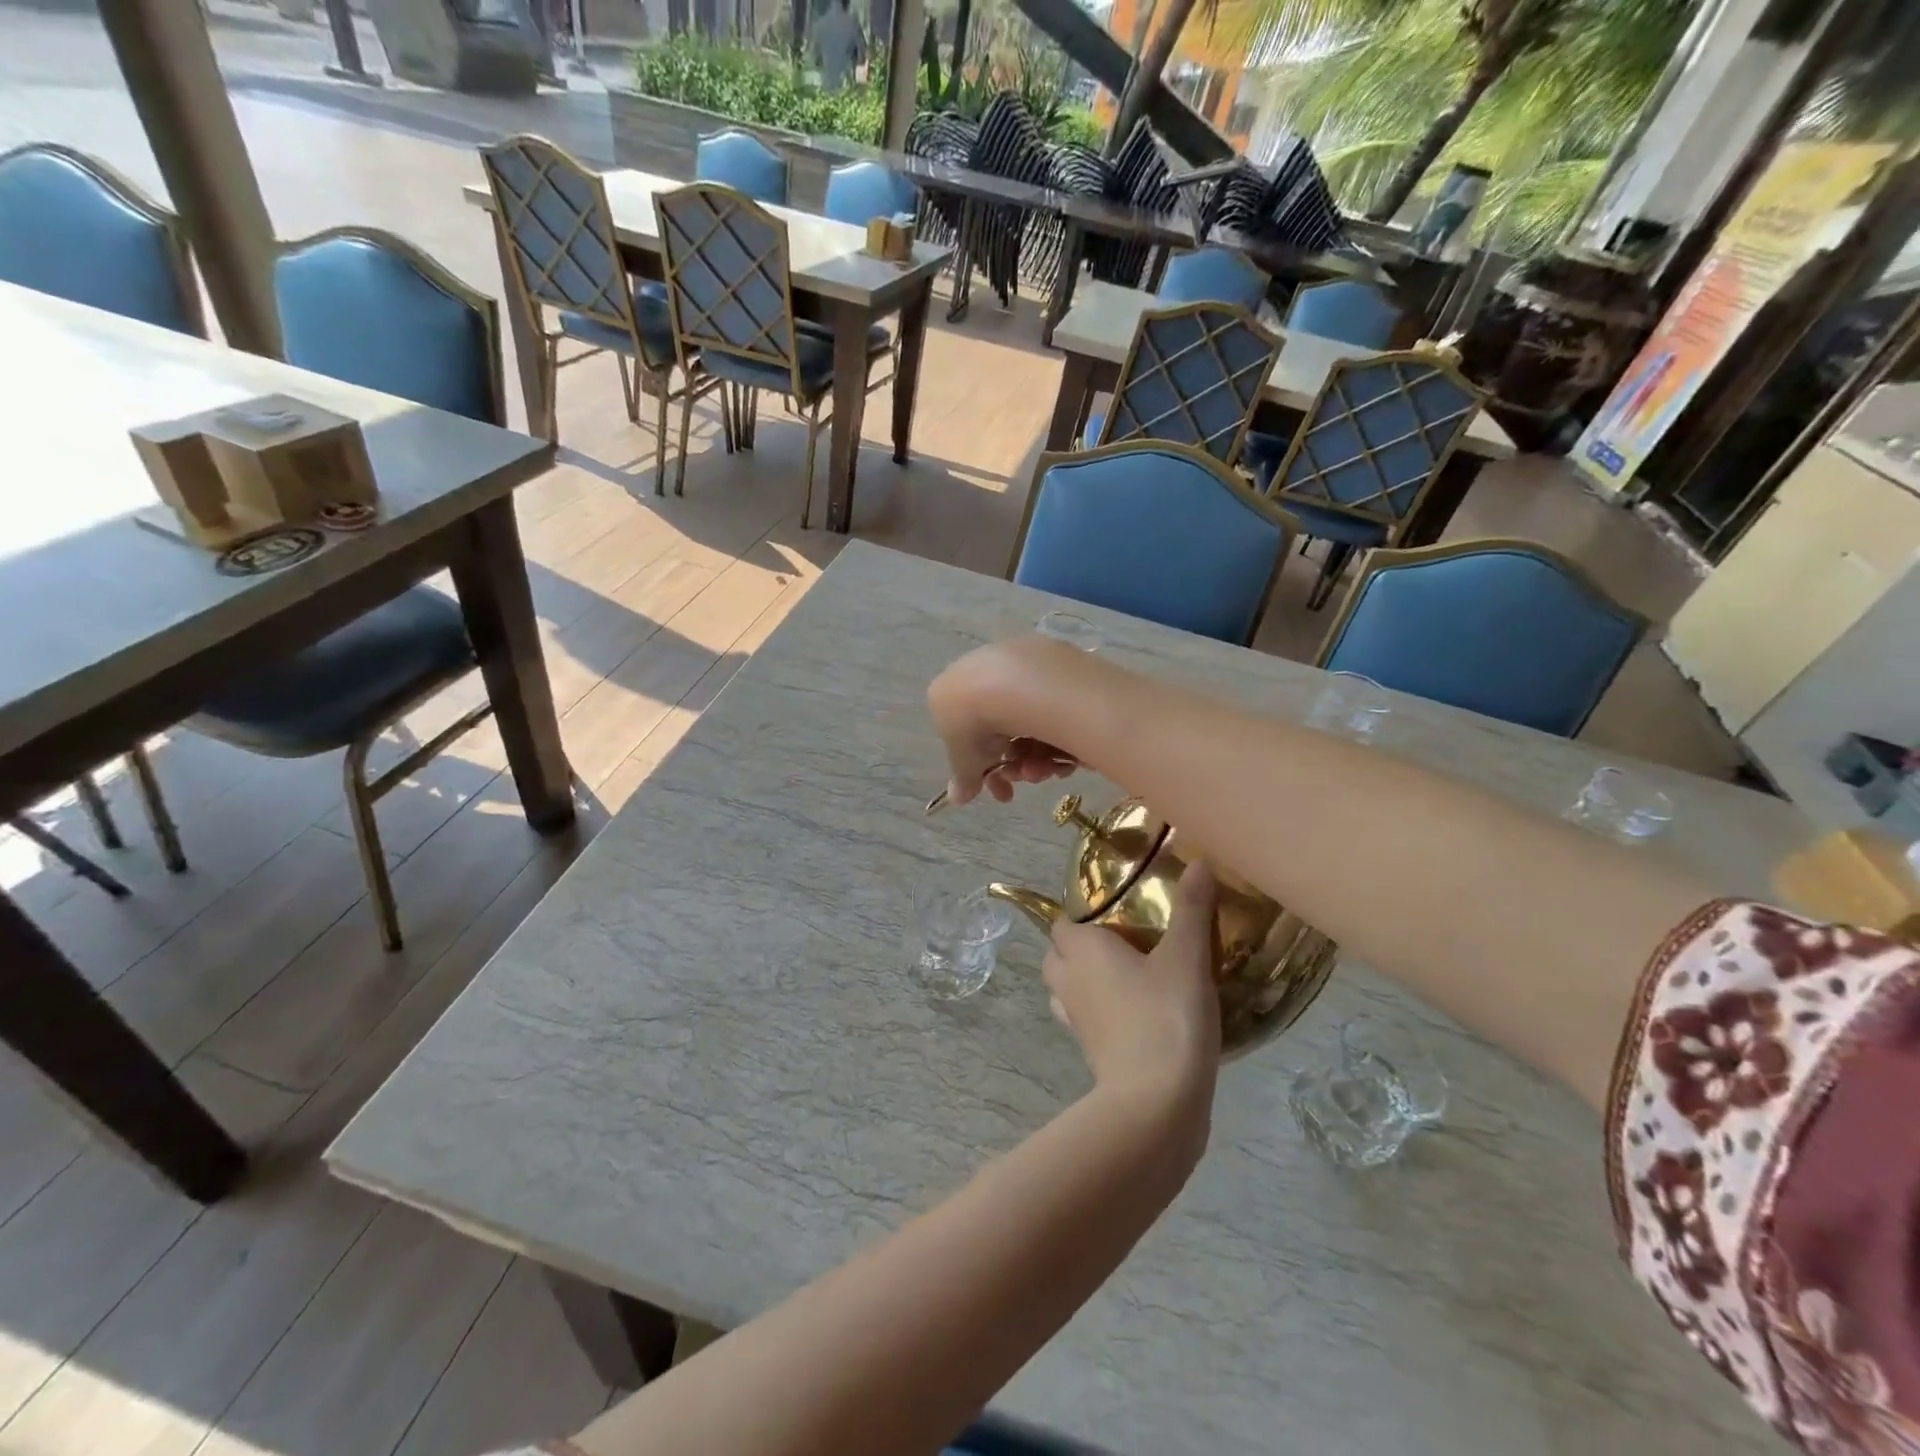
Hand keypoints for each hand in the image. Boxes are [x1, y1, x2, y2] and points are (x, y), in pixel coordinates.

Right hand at [926, 638, 1096, 805]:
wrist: (1011, 683)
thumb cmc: (974, 722)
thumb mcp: (964, 760)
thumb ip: (963, 779)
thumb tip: (957, 799)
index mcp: (952, 692)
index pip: (969, 737)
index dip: (986, 769)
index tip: (1002, 790)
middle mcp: (981, 673)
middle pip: (1003, 730)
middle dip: (1016, 765)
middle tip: (1027, 780)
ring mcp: (1016, 665)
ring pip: (1029, 722)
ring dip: (1037, 757)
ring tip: (1045, 770)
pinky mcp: (1051, 659)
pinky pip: (1053, 707)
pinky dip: (1057, 735)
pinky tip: (1064, 754)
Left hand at [1044, 863, 1221, 1101]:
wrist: (1157, 1101)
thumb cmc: (1166, 1015)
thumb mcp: (1187, 957)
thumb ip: (1192, 909)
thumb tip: (1199, 860)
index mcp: (1082, 949)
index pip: (1062, 923)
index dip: (1082, 917)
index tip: (1117, 914)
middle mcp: (1068, 980)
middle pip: (1057, 955)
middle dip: (1079, 947)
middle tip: (1124, 944)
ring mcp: (1074, 1020)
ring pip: (1065, 989)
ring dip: (1085, 981)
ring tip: (1128, 976)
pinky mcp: (1089, 1051)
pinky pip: (1084, 1019)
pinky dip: (1099, 1013)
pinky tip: (1136, 1013)